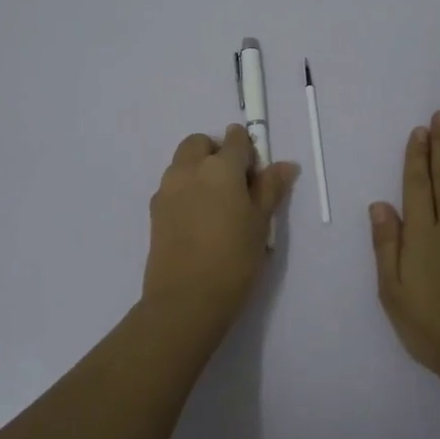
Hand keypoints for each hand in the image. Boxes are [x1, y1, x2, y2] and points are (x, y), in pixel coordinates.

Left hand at [142, 125, 298, 330]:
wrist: (186, 299)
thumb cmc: (234, 259)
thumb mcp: (261, 223)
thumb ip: (270, 188)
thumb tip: (285, 165)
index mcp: (220, 167)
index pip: (235, 139)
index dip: (248, 150)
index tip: (255, 173)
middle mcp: (189, 169)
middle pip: (200, 143)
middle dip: (216, 152)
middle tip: (234, 184)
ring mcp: (167, 188)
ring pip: (182, 162)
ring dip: (198, 169)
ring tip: (216, 204)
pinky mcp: (154, 210)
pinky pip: (172, 186)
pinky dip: (185, 189)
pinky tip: (198, 220)